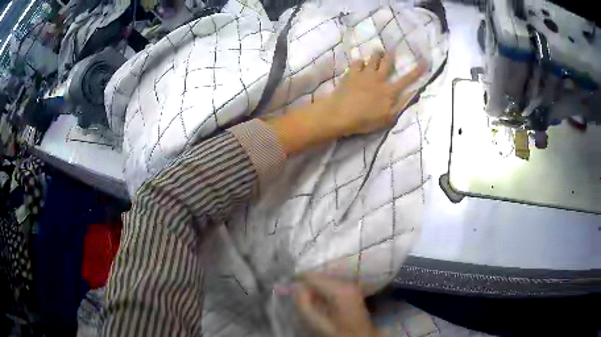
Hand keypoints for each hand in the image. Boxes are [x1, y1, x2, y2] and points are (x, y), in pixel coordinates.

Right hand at [295, 273, 379, 336]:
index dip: (297, 280)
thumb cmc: (338, 333)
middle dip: (306, 284)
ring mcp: (351, 285)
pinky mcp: (352, 290)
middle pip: (319, 275)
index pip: (311, 275)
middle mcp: (346, 282)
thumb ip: (303, 304)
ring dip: (314, 288)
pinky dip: (322, 290)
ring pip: (325, 279)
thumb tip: (296, 287)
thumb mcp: (316, 323)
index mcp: (339, 289)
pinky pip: (332, 284)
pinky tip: (319, 302)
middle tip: (297, 297)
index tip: (287, 289)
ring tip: (307, 300)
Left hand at [327, 52, 424, 136]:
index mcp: (389, 91)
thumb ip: (401, 105)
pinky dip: (360, 62)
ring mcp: (364, 74)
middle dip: (391, 56)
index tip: (425, 61)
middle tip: (392, 50)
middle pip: (387, 63)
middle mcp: (378, 79)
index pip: (407, 79)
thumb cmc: (365, 120)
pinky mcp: (351, 74)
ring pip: (372, 59)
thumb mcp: (388, 118)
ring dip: (376, 55)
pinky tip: (360, 63)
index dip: (417, 71)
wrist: (340, 114)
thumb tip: (414, 94)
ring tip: (378, 52)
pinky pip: (357, 62)